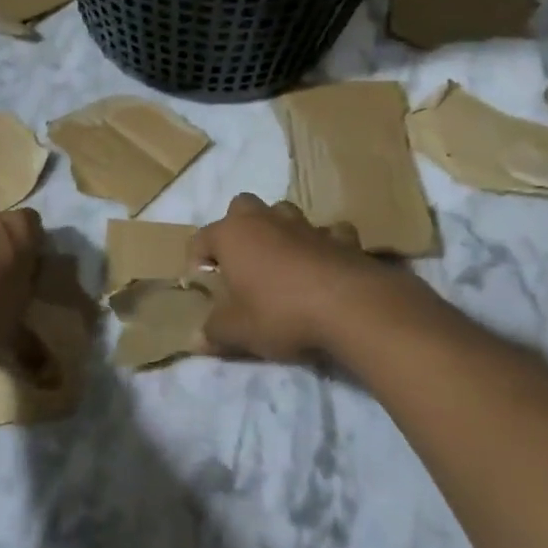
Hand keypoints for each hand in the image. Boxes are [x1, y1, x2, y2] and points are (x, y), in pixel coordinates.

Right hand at [190, 194, 417, 361]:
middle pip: (241, 207)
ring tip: (281, 262)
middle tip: (241, 262)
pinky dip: (323, 245)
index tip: (204, 286)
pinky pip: (328, 233)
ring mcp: (306, 225)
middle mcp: (266, 220)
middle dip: (238, 228)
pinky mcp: (342, 238)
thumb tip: (196, 340)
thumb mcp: (238, 331)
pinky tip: (325, 265)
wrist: (351, 308)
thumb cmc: (280, 313)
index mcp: (233, 235)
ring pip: (284, 213)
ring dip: (279, 231)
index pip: (200, 239)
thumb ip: (214, 332)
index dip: (196, 262)